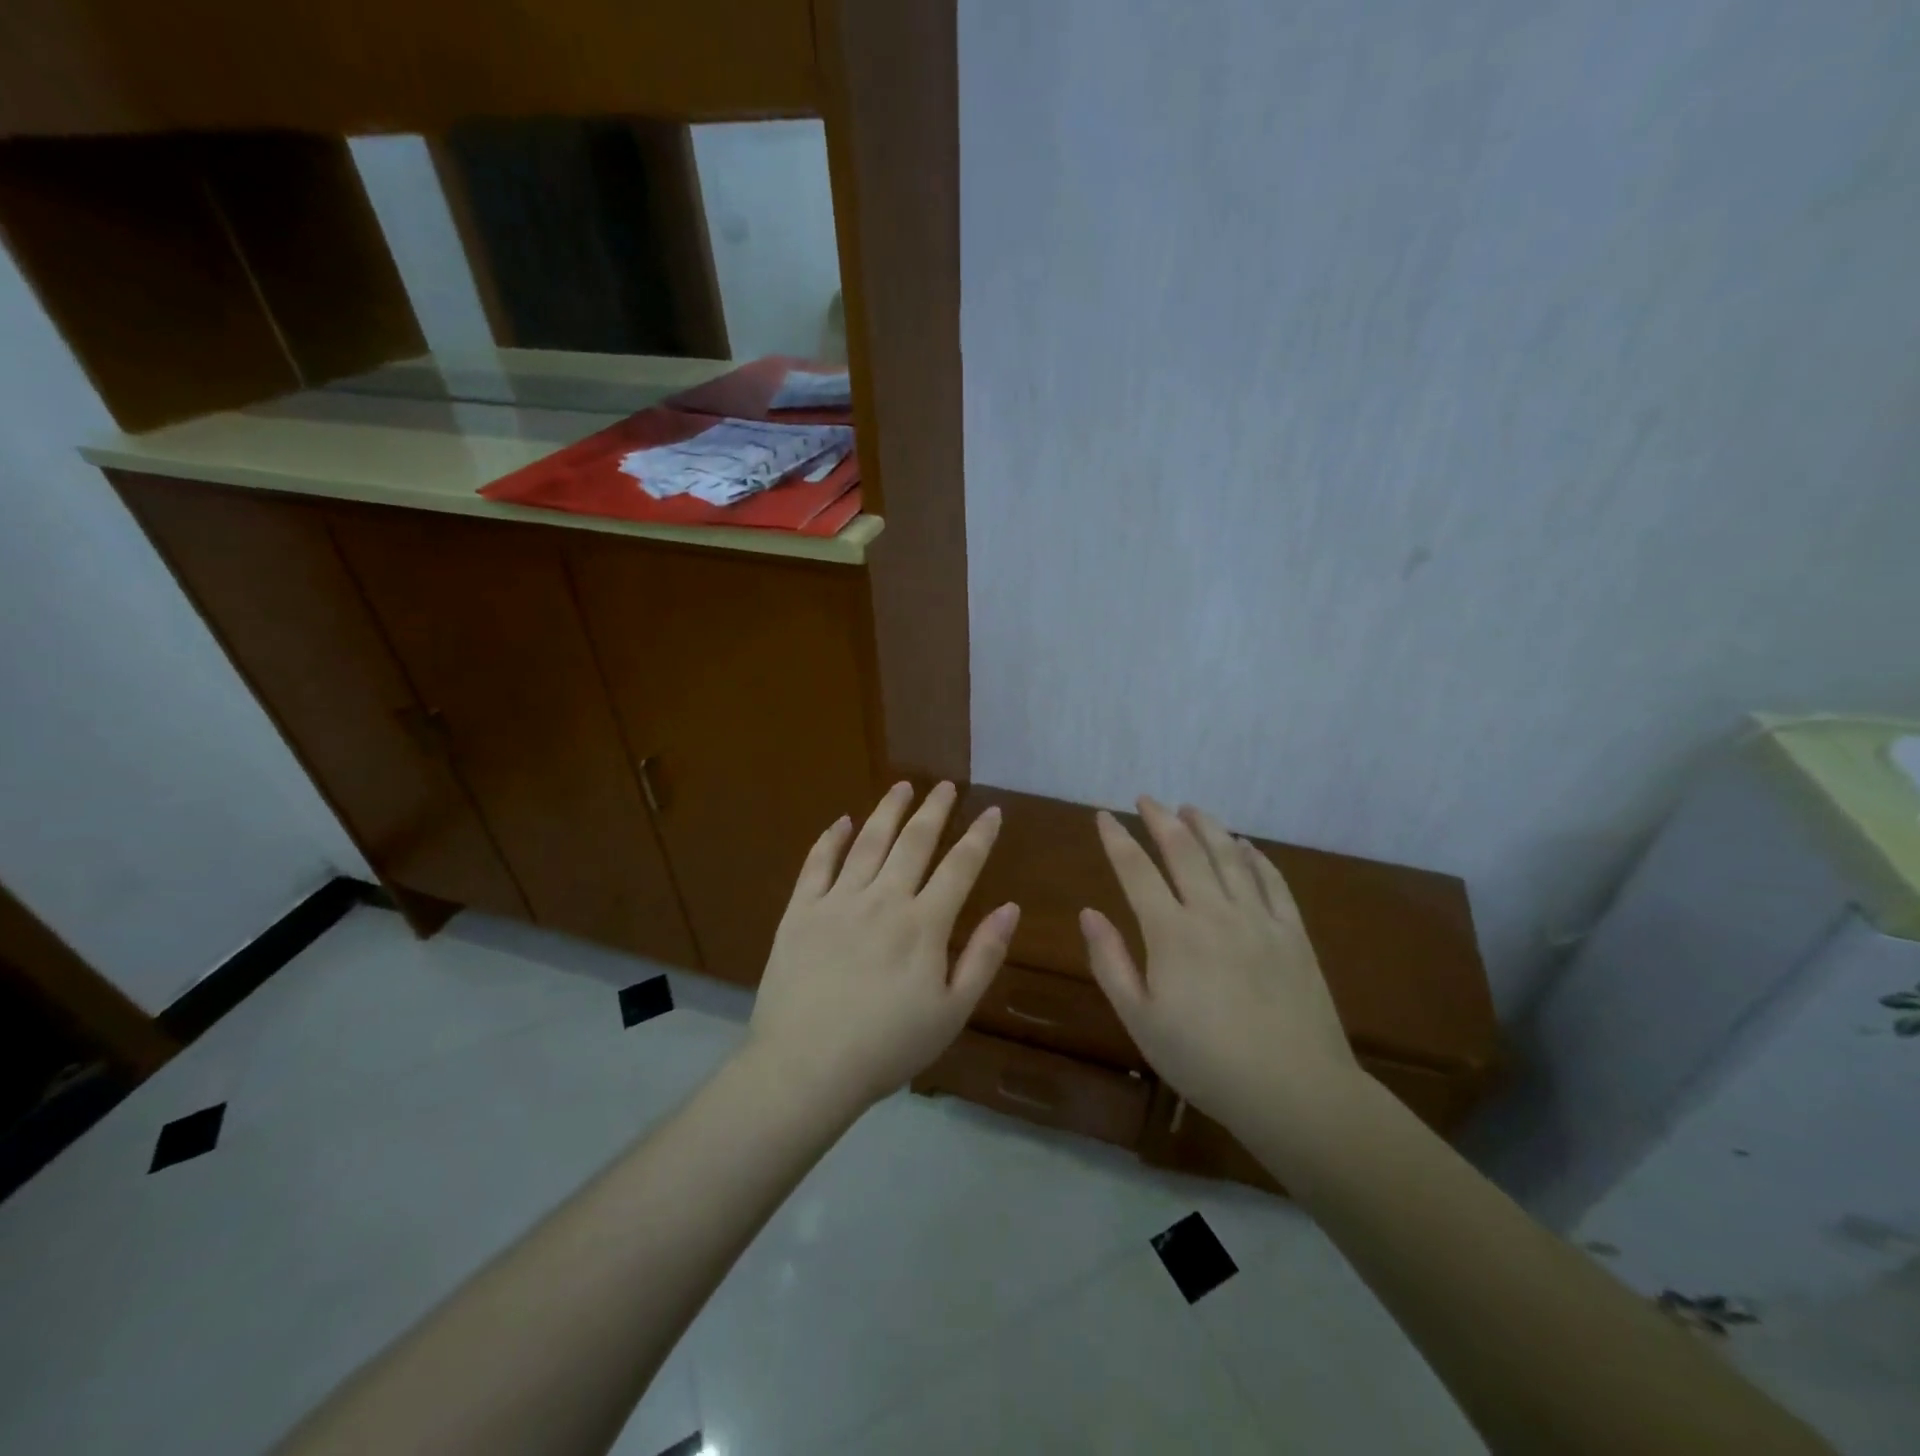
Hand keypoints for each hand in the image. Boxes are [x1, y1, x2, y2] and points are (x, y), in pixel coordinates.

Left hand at [747, 780, 1017, 1111]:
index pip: (959, 867)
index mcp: (924, 924)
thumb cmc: (887, 1046)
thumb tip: (1010, 907)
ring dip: (888, 811)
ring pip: (868, 842)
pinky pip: (817, 864)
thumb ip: (983, 956)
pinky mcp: (800, 911)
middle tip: (944, 785)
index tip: (991, 811)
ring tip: (902, 786)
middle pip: (914, 842)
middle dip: (933, 810)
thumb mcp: (952, 1012)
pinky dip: (831, 839)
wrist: (806, 1067)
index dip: (979, 836)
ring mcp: (838, 901)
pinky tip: (841, 820)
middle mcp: (883, 899)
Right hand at [1081, 798, 1359, 1131]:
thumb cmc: (1205, 1061)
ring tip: (1191, 808)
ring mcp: (1258, 919)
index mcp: (1171, 932)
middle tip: (1146, 799)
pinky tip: (1246, 846)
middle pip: (1184, 850)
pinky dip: (1256, 857)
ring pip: (1229, 856)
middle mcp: (1214, 912)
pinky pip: (1272, 881)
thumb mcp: (1140, 1020)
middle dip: (1160, 819)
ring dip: (1207, 826)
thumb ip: (1111, 962)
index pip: (1136, 870)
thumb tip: (1088, 913)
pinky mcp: (1293, 934)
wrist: (1295, 1091)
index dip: (1117, 839)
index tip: (1104, 816)